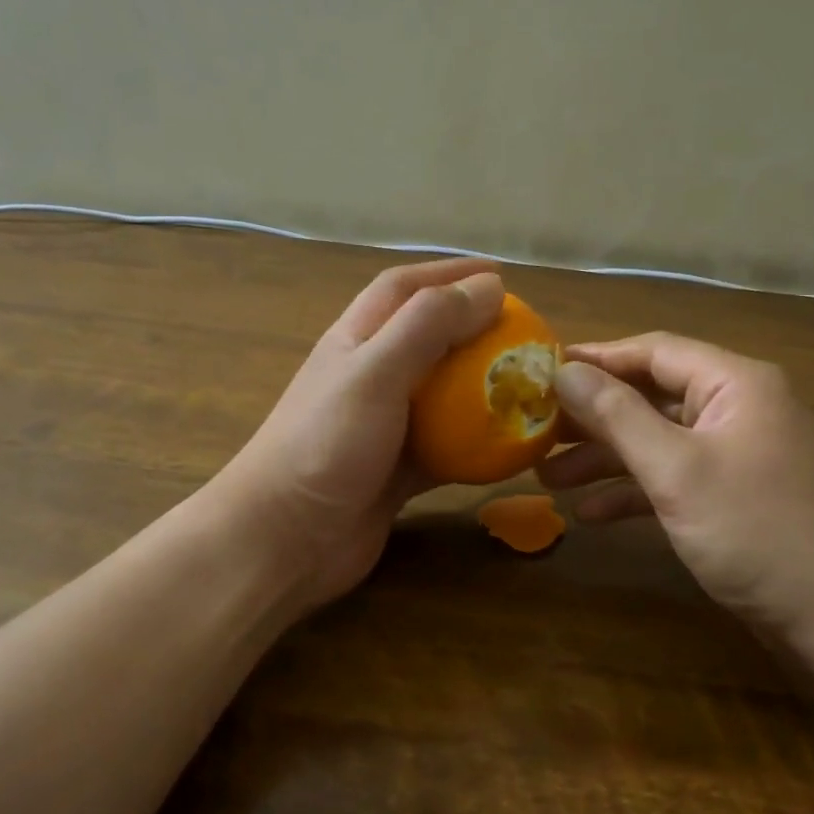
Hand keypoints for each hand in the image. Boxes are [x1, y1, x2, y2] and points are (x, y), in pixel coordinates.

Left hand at [207, 258, 504, 614]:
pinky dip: (478, 443)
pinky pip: (448, 448)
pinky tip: (512, 446)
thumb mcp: (376, 372)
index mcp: (356, 341)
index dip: (449, 273)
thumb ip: (428, 326)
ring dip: (481, 387)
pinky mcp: (398, 471)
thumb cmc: (325, 445)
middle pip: (428, 339)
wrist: (285, 540)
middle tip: (525, 334)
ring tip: (527, 385)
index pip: (404, 289)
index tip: (500, 274)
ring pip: (442, 395)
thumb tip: (489, 286)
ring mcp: (384, 428)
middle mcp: (370, 378)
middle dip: (474, 328)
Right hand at [538, 333, 813, 642]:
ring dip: (606, 459)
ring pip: (659, 442)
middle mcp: (738, 409)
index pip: (653, 352)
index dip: (595, 359)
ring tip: (548, 480)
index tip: (540, 372)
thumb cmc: (758, 531)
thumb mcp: (678, 470)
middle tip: (536, 432)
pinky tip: (591, 516)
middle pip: (652, 397)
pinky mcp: (735, 497)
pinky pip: (676, 479)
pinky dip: (635, 493)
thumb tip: (563, 371)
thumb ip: (618, 416)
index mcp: (734, 384)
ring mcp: (738, 456)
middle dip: (593, 418)